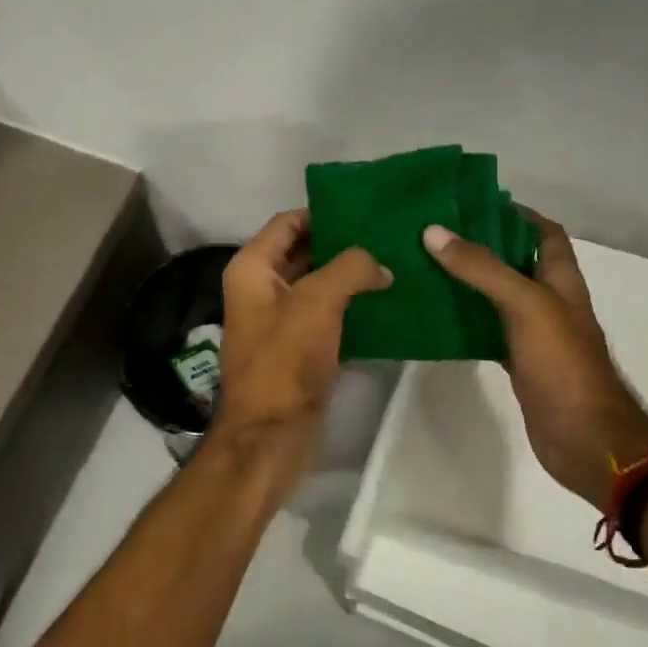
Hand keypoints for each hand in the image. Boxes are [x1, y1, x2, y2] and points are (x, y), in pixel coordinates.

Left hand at [216, 210, 392, 442]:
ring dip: (351, 277)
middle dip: (344, 245)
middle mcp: (260, 289)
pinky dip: (352, 307)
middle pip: (305, 251)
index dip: (324, 214)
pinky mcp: (298, 348)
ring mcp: (279, 320)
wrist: (271, 434)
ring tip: (395, 265)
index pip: (288, 222)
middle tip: (388, 237)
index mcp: (252, 269)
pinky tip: (386, 303)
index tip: (366, 212)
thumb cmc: (285, 360)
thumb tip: (380, 265)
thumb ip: (351, 269)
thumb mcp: (317, 302)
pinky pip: (327, 315)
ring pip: (319, 284)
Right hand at [423, 215, 647, 510]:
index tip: (472, 205)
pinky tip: (436, 315)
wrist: (582, 437)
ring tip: (425, 266)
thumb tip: (434, 232)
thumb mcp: (524, 304)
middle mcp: (549, 300)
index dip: (516, 214)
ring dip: (468, 282)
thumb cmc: (562, 363)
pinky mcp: (519, 361)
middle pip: (514, 261)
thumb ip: (482, 268)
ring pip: (497, 296)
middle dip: (481, 246)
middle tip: (435, 234)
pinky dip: (466, 320)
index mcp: (560, 278)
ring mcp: (534, 333)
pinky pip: (488, 330)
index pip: (543, 232)